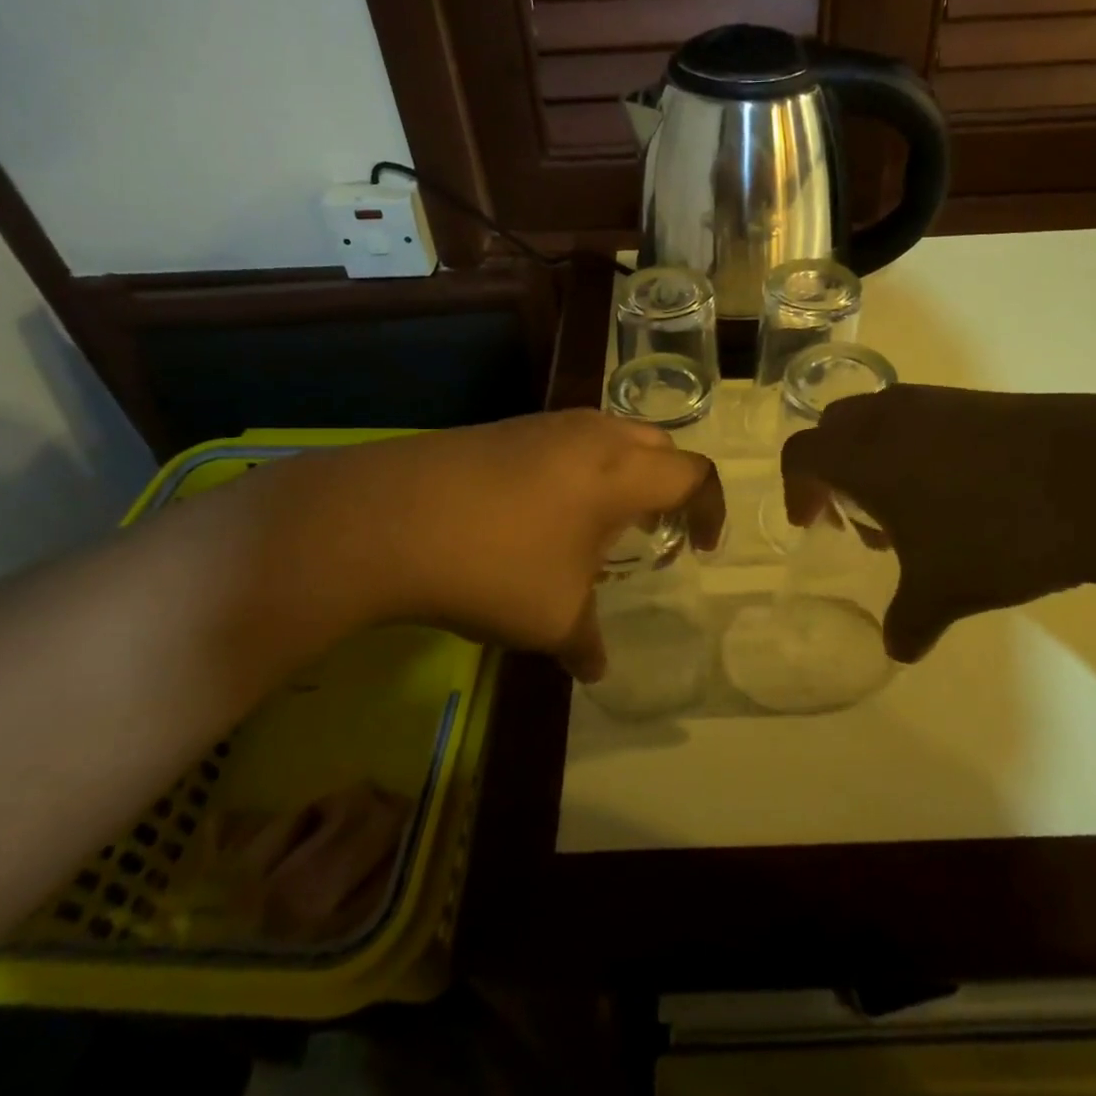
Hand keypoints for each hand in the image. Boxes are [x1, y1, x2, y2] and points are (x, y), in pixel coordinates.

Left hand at [259, 411, 722, 681]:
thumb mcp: (551, 618)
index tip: (701, 548)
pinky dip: (577, 470)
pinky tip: (541, 515)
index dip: (710, 509)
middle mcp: (591, 435)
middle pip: (656, 444)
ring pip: (608, 435)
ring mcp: (542, 425)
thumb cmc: (494, 566)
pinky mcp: (501, 429)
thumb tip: (594, 669)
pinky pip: (563, 441)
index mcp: (621, 472)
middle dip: (669, 484)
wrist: (385, 519)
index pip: (693, 474)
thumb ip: (585, 642)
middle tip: (655, 529)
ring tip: (598, 523)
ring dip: (620, 473)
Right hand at [781, 387, 1095, 661]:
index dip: (797, 490)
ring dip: (878, 461)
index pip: (801, 455)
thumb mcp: (945, 590)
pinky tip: (961, 494)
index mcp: (863, 453)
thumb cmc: (998, 532)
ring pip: (882, 421)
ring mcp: (939, 402)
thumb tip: (897, 649)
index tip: (813, 525)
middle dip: (834, 471)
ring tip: (912, 512)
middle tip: (858, 517)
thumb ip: (908, 621)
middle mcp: (891, 417)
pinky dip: (919, 450)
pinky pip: (926, 420)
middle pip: (835, 428)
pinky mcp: (982, 402)